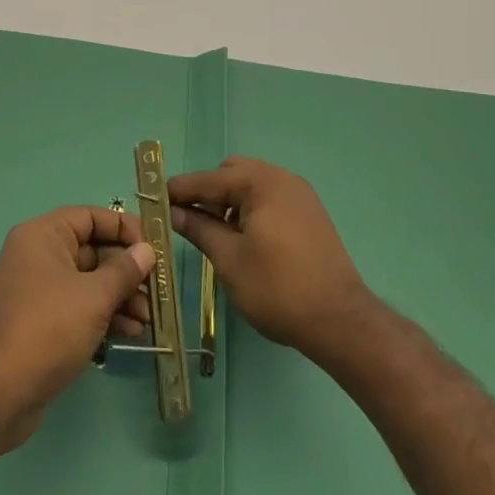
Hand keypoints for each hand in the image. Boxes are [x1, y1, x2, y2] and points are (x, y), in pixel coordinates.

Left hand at [0, 206, 155, 451]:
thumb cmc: (48, 328)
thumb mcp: (94, 296)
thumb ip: (124, 271)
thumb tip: (146, 250)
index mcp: (44, 236)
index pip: (91, 217)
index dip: (124, 228)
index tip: (154, 248)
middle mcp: (38, 256)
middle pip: (93, 251)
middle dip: (128, 271)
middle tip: (157, 290)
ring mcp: (39, 291)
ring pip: (89, 283)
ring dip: (121, 297)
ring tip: (149, 319)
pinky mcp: (42, 322)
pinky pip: (80, 307)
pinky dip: (105, 315)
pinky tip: (131, 333)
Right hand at [170, 157, 373, 362]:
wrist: (340, 321)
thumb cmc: (278, 289)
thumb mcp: (229, 259)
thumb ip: (199, 228)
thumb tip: (173, 212)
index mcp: (262, 183)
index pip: (209, 178)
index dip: (179, 190)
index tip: (153, 200)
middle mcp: (282, 179)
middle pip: (232, 173)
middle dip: (207, 193)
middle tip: (188, 220)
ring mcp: (300, 195)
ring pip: (252, 186)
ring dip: (228, 202)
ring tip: (214, 233)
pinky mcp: (310, 214)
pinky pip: (270, 199)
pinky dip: (250, 209)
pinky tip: (243, 238)